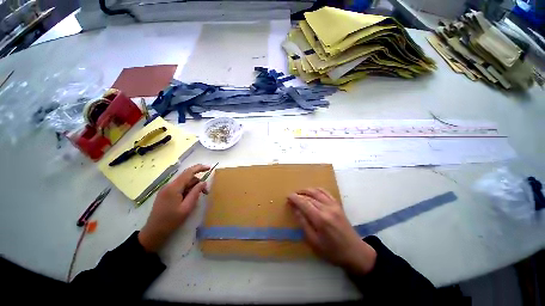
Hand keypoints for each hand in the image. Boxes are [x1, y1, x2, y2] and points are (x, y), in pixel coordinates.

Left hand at [138, 164, 209, 252]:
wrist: (154, 232)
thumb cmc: (171, 221)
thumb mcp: (187, 207)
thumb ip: (196, 193)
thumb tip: (203, 182)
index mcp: (174, 188)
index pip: (188, 172)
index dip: (199, 168)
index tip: (209, 168)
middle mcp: (169, 185)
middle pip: (187, 178)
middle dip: (198, 182)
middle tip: (206, 193)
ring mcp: (166, 189)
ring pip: (184, 183)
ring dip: (193, 187)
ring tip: (197, 198)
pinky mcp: (165, 193)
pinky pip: (179, 187)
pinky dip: (187, 190)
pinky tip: (189, 199)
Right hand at [288, 188, 376, 274]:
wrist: (355, 252)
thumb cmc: (332, 251)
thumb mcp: (314, 242)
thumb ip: (304, 223)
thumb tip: (295, 209)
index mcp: (320, 219)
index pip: (304, 203)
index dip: (295, 198)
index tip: (288, 197)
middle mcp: (327, 208)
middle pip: (309, 196)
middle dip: (299, 194)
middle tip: (291, 196)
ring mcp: (334, 205)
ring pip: (317, 192)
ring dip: (307, 190)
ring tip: (299, 192)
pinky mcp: (338, 205)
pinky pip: (326, 192)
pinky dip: (317, 189)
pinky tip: (312, 191)